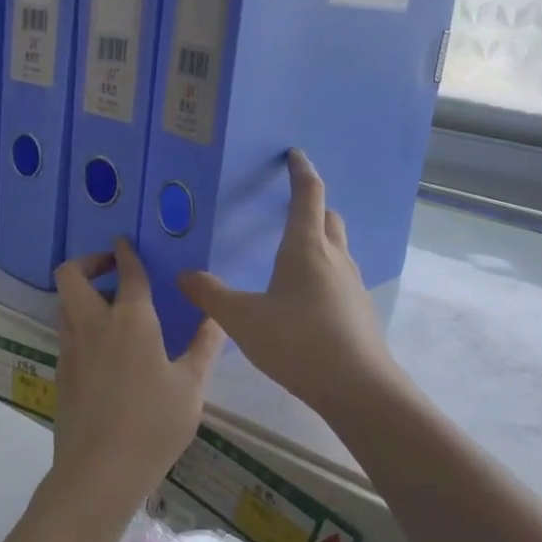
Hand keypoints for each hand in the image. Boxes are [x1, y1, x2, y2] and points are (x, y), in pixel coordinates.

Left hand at [52, 238, 225, 510]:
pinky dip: (81, 323)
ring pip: (64, 304)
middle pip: (71, 275)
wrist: (99, 473)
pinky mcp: (61, 373)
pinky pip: (67, 332)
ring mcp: (71, 349)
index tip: (125, 242)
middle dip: (88, 261)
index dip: (126, 252)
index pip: (127, 272)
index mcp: (131, 320)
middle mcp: (94, 325)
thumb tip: (216, 316)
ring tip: (111, 307)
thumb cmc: (153, 425)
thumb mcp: (191, 387)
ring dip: (82, 293)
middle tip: (112, 269)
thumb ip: (204, 346)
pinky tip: (106, 349)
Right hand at [178, 150, 403, 416]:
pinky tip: (305, 296)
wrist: (358, 387)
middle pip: (329, 217)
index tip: (294, 155)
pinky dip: (324, 270)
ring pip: (337, 247)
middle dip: (312, 206)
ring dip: (320, 239)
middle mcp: (334, 257)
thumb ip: (211, 296)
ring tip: (293, 252)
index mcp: (306, 247)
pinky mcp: (359, 308)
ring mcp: (352, 283)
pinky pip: (340, 275)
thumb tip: (182, 275)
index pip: (308, 195)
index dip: (301, 172)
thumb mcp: (243, 320)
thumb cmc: (298, 342)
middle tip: (289, 208)